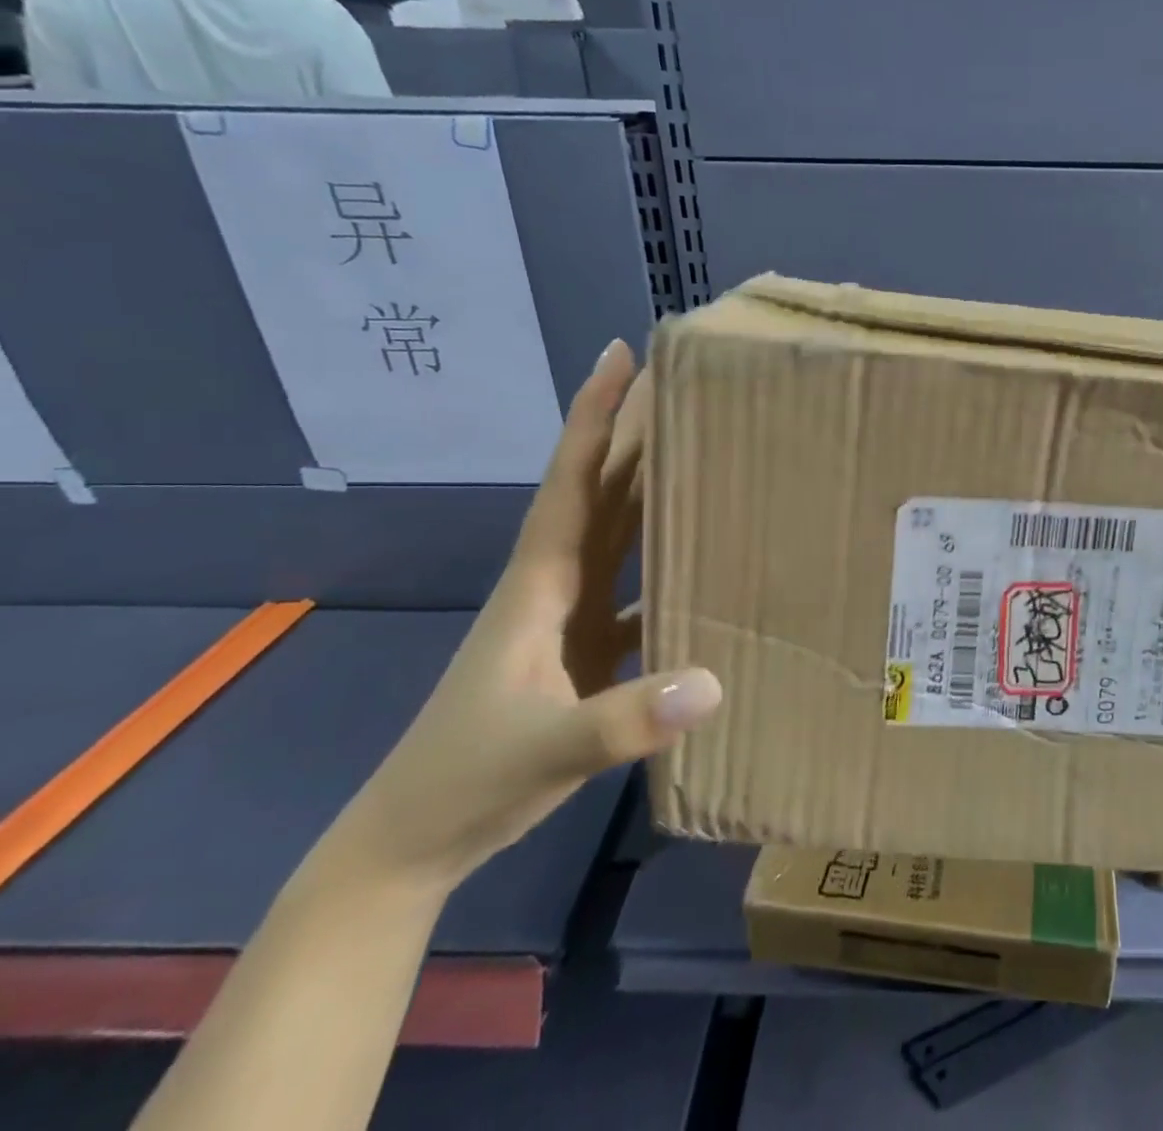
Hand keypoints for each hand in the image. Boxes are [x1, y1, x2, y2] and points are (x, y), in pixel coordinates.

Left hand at [330, 340, 722, 895]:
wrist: (417, 840)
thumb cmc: (467, 778)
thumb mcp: (547, 749)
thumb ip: (625, 720)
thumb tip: (713, 681)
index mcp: (540, 582)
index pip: (573, 479)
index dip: (596, 413)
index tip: (623, 354)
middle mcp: (557, 584)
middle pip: (603, 490)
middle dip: (636, 431)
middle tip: (680, 381)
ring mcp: (571, 618)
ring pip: (620, 534)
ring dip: (653, 488)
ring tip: (701, 450)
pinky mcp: (586, 652)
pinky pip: (636, 589)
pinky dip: (667, 568)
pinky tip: (709, 569)